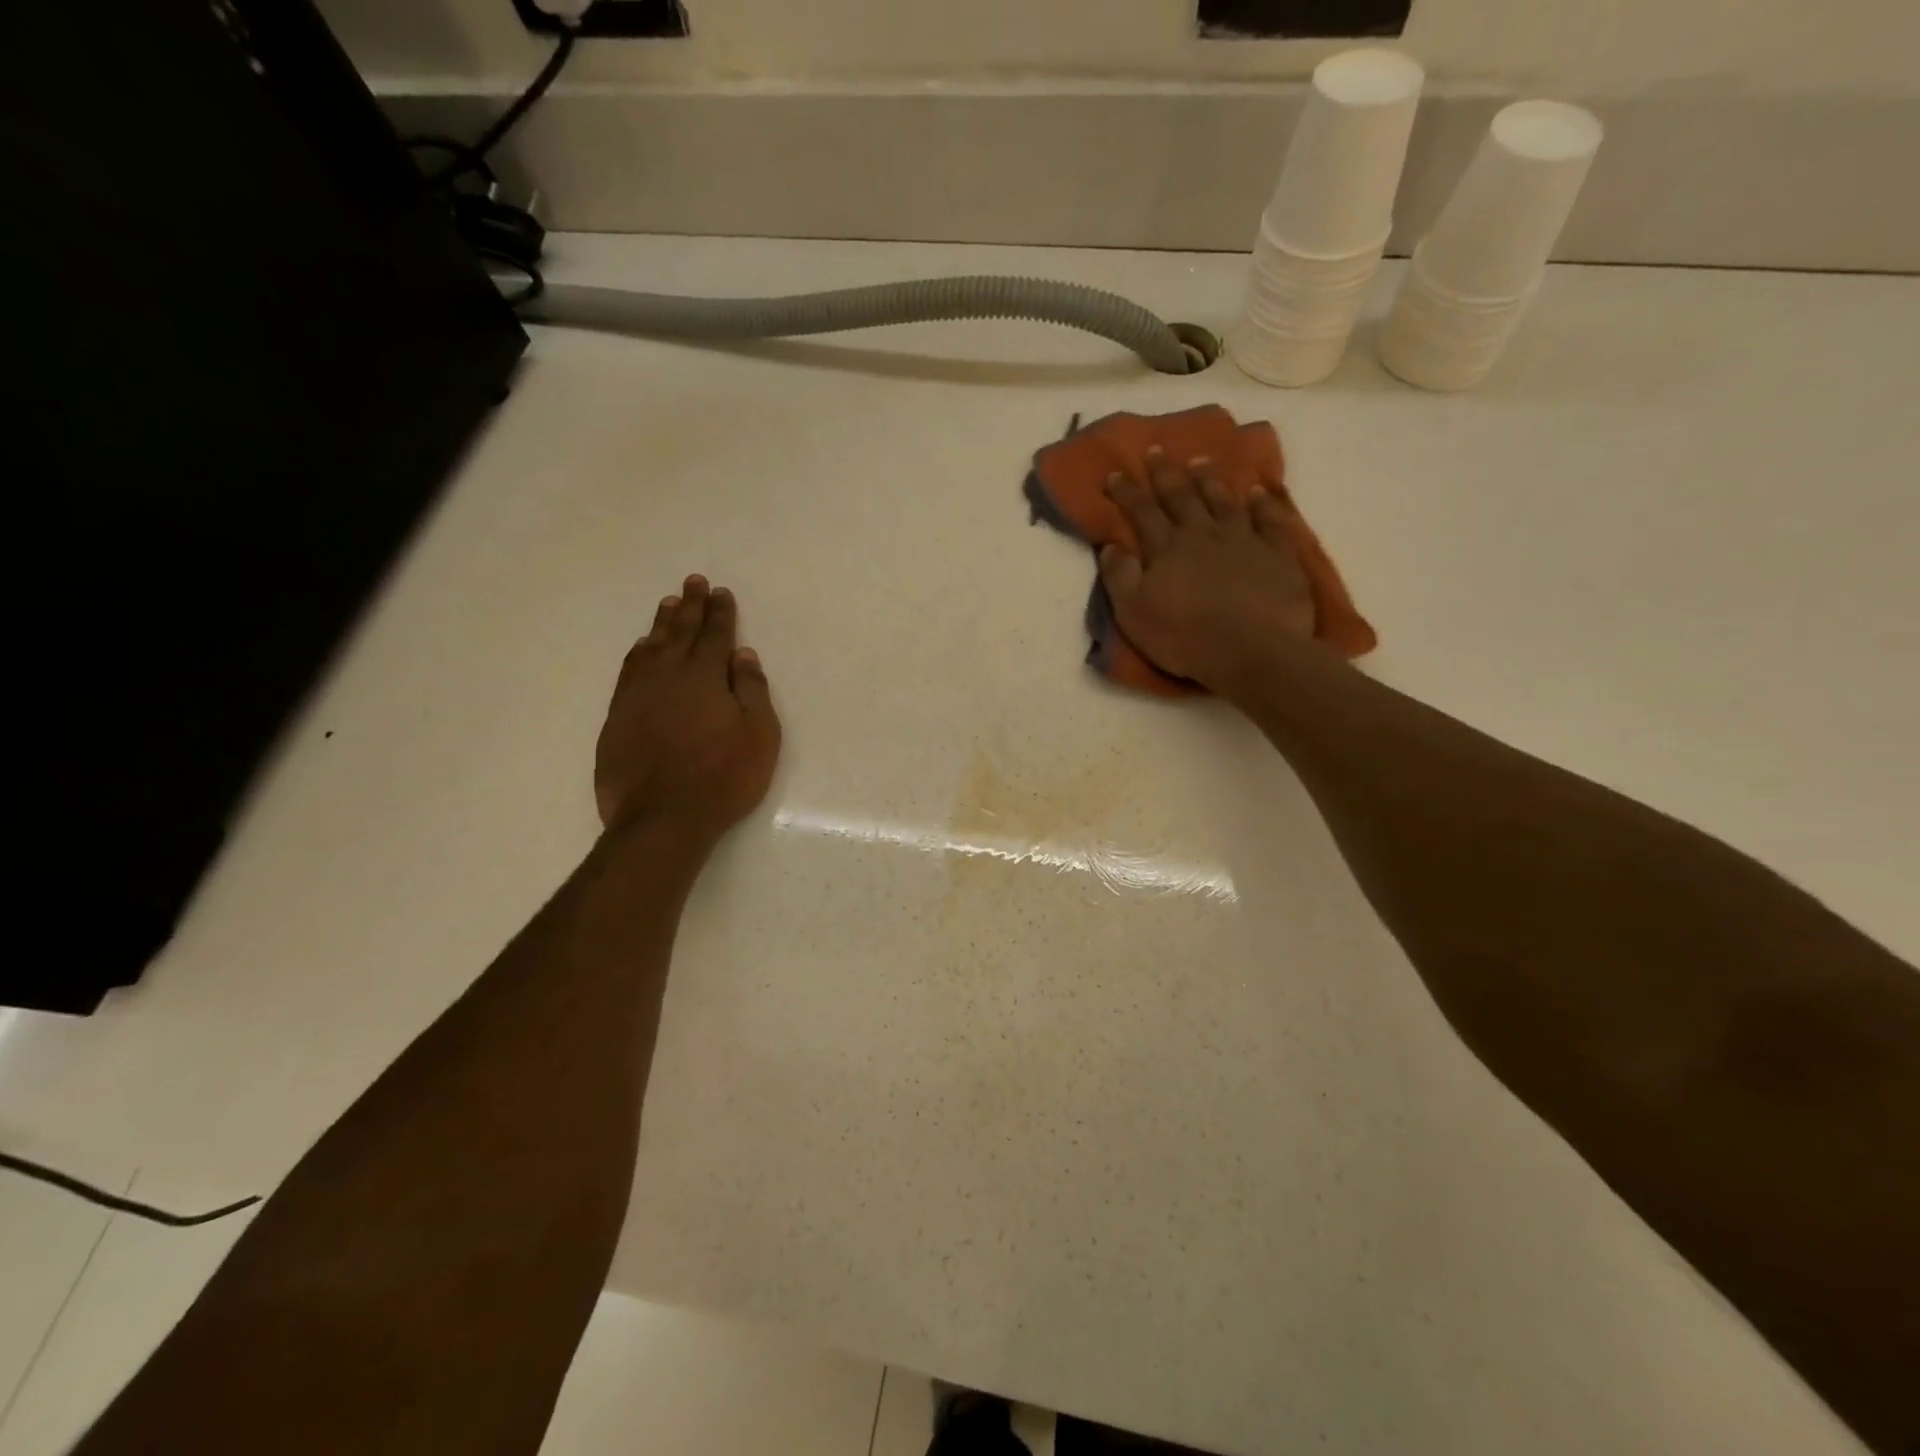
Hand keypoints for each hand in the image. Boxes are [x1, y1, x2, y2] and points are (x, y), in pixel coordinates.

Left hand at [595, 575, 781, 844]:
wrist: (662, 818)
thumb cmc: (723, 777)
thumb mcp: (759, 735)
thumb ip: (751, 691)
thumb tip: (742, 655)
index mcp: (704, 677)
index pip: (715, 635)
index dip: (720, 612)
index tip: (720, 592)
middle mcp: (667, 676)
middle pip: (680, 632)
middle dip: (690, 606)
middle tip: (693, 582)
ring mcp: (637, 695)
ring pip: (650, 648)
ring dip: (661, 624)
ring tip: (668, 604)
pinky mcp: (617, 717)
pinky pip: (628, 671)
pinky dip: (637, 653)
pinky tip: (641, 649)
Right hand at [1099, 450, 1318, 692]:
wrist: (1254, 651)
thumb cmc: (1186, 637)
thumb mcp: (1135, 614)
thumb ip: (1120, 577)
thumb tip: (1110, 546)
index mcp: (1167, 549)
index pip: (1142, 513)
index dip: (1127, 492)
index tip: (1116, 472)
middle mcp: (1203, 534)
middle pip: (1181, 497)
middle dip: (1165, 474)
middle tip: (1156, 450)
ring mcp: (1244, 540)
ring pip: (1223, 501)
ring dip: (1209, 480)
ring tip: (1200, 462)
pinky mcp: (1278, 554)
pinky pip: (1270, 520)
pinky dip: (1263, 503)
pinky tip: (1258, 492)